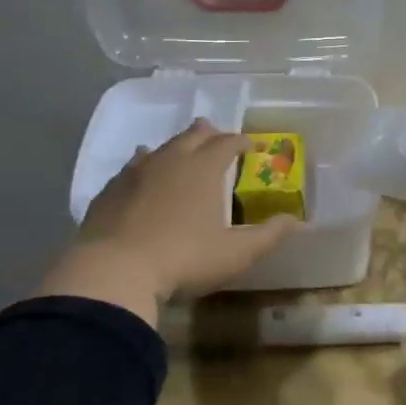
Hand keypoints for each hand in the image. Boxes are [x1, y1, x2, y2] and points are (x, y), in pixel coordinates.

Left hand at [40, 119, 298, 319]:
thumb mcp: (236, 253)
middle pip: (192, 136)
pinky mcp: (110, 190)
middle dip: (208, 133)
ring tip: (181, 150)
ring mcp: (136, 173)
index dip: (241, 142)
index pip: (227, 143)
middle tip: (216, 136)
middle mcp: (171, 160)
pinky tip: (139, 172)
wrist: (114, 271)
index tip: (251, 146)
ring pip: (160, 147)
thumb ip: (268, 236)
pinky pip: (131, 167)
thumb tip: (295, 221)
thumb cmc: (184, 259)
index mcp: (204, 169)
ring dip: (175, 146)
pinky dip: (143, 164)